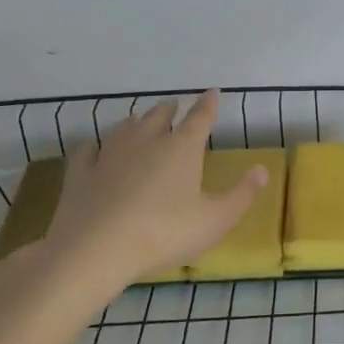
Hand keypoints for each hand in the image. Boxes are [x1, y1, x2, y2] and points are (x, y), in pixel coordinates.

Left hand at [16, 91, 266, 294]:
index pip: (200, 117)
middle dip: (170, 109)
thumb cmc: (164, 233)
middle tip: (174, 107)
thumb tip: (263, 169)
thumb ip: (241, 194)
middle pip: (160, 114)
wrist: (95, 250)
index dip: (208, 104)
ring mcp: (110, 153)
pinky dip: (95, 147)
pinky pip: (88, 150)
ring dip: (136, 121)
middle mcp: (147, 139)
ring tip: (140, 121)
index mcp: (182, 147)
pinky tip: (95, 150)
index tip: (212, 92)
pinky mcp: (81, 173)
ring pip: (126, 127)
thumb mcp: (214, 220)